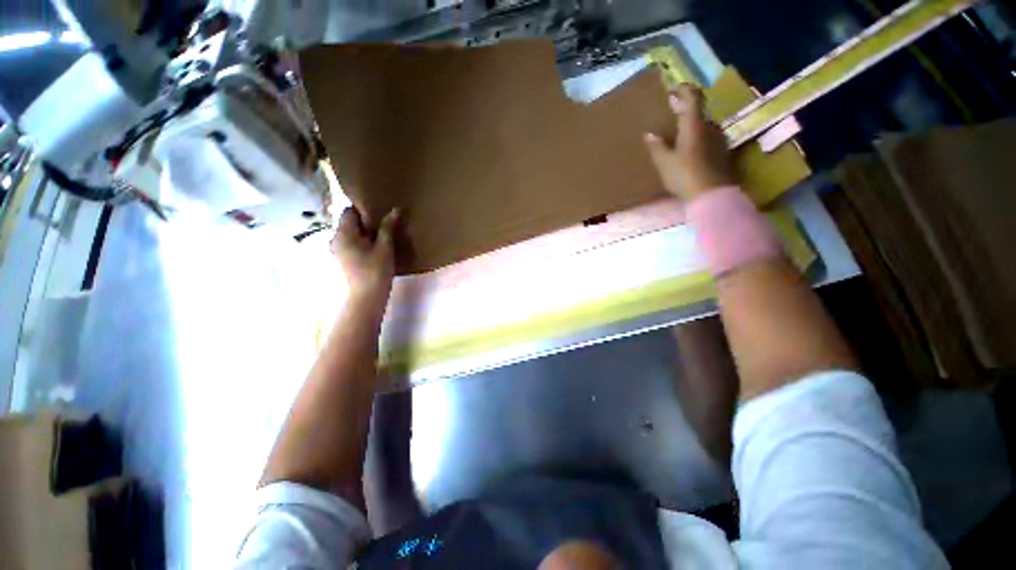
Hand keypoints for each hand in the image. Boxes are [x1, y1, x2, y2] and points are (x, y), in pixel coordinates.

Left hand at [331, 207, 398, 299]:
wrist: (367, 296)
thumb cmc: (376, 270)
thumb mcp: (385, 247)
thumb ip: (388, 227)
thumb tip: (395, 209)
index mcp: (343, 233)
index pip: (349, 211)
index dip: (364, 209)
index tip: (380, 212)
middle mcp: (335, 239)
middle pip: (349, 223)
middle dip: (366, 222)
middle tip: (385, 223)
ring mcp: (338, 251)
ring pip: (351, 234)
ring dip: (365, 233)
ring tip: (383, 235)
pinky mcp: (343, 260)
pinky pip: (351, 244)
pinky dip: (362, 242)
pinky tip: (376, 248)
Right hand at [644, 84, 735, 200]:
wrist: (711, 195)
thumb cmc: (684, 175)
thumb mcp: (664, 162)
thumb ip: (657, 146)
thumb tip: (649, 134)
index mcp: (694, 125)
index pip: (692, 96)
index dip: (683, 89)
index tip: (672, 89)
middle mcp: (710, 126)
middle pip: (697, 113)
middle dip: (683, 112)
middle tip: (669, 118)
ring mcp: (719, 139)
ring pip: (703, 127)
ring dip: (690, 128)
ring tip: (676, 139)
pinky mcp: (722, 152)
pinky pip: (707, 139)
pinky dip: (697, 140)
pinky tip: (688, 153)